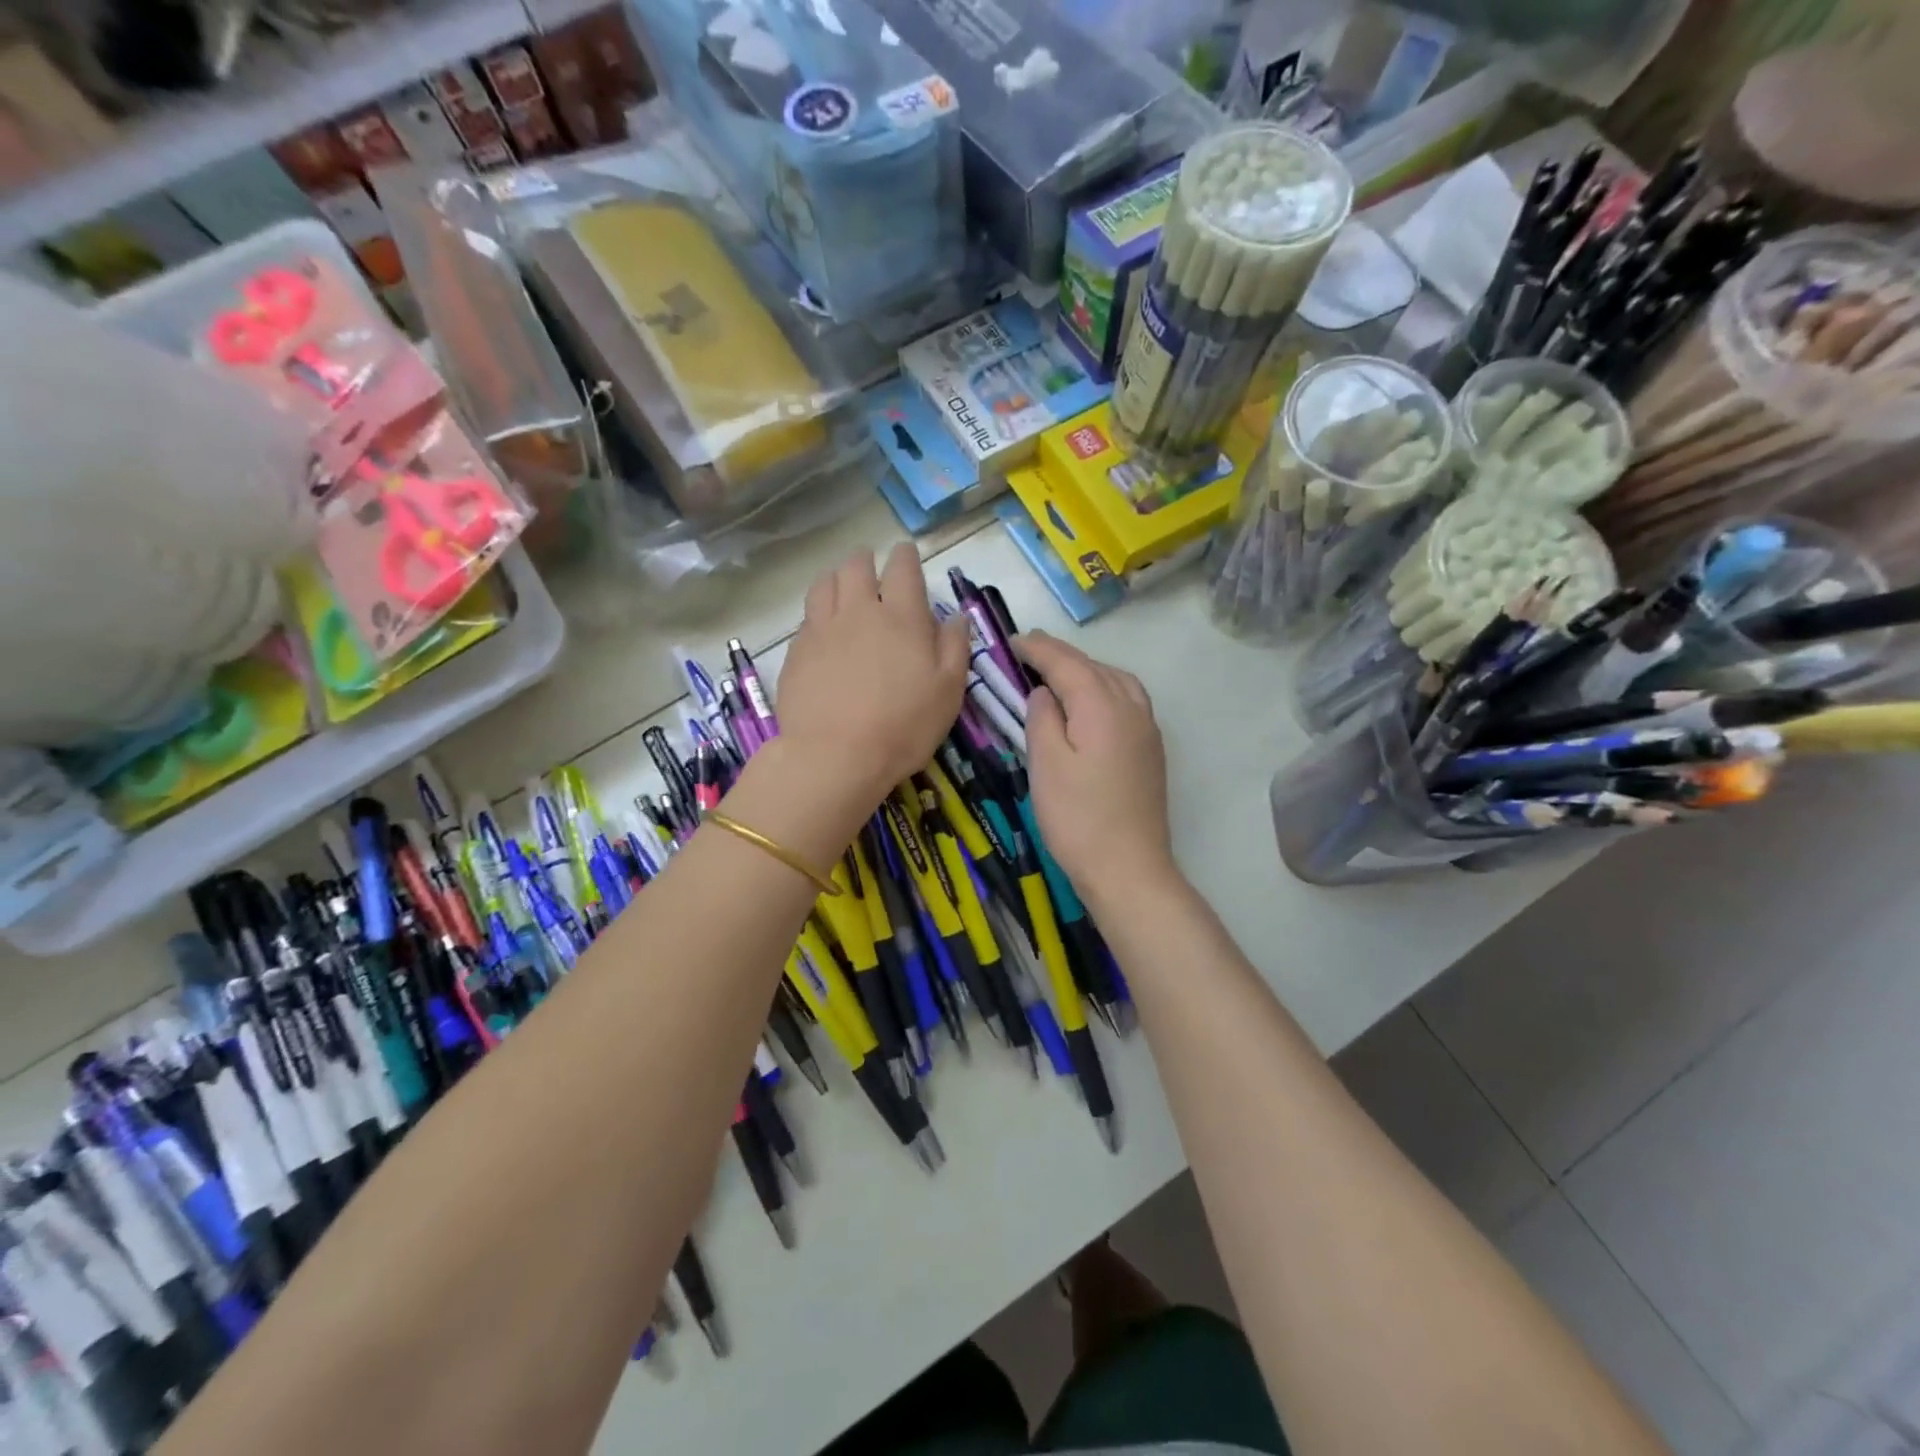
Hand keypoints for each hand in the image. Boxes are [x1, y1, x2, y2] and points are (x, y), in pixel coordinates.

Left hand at [776, 544, 969, 813]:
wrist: (835, 756)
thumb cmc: (903, 726)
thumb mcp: (948, 692)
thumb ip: (955, 647)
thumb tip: (955, 616)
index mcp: (901, 617)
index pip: (903, 568)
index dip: (906, 556)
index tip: (906, 555)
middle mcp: (858, 611)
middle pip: (856, 566)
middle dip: (866, 561)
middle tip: (872, 570)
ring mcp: (821, 629)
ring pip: (824, 583)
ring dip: (836, 578)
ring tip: (842, 589)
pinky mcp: (796, 652)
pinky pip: (806, 617)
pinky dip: (817, 613)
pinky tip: (822, 630)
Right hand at [1017, 630, 1173, 901]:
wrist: (1129, 869)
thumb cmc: (1078, 818)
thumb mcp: (1046, 764)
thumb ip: (1043, 718)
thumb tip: (1045, 691)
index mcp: (1103, 705)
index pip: (1067, 663)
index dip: (1038, 649)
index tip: (1012, 641)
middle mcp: (1131, 708)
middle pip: (1094, 667)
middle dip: (1061, 656)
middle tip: (1028, 653)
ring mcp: (1147, 730)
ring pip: (1116, 681)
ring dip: (1086, 671)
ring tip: (1058, 676)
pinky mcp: (1150, 752)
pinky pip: (1127, 702)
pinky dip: (1104, 690)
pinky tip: (1089, 707)